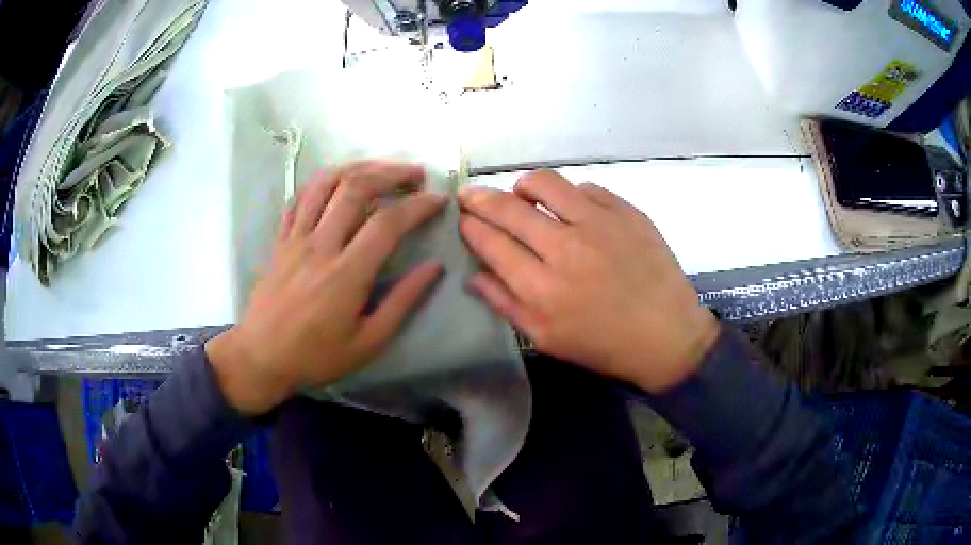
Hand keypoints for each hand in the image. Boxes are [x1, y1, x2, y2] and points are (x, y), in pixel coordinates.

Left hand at [206, 162, 445, 414]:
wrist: (260, 358)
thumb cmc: (316, 357)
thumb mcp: (368, 342)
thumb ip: (403, 302)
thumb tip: (434, 268)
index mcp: (346, 275)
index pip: (387, 223)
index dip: (418, 205)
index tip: (438, 199)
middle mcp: (320, 246)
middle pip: (356, 188)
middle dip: (391, 173)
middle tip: (415, 175)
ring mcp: (295, 238)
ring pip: (326, 183)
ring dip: (358, 168)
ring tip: (381, 169)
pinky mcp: (280, 239)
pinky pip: (299, 197)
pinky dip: (323, 182)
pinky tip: (338, 182)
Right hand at [458, 171, 718, 392]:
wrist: (667, 336)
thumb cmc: (603, 344)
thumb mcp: (547, 339)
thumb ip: (505, 304)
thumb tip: (473, 275)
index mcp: (542, 287)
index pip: (491, 243)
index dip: (470, 226)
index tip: (463, 219)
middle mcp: (566, 248)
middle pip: (509, 208)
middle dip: (479, 198)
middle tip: (470, 196)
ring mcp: (599, 224)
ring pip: (546, 183)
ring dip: (524, 186)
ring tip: (522, 196)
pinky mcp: (627, 212)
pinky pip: (586, 188)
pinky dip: (571, 196)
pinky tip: (573, 210)